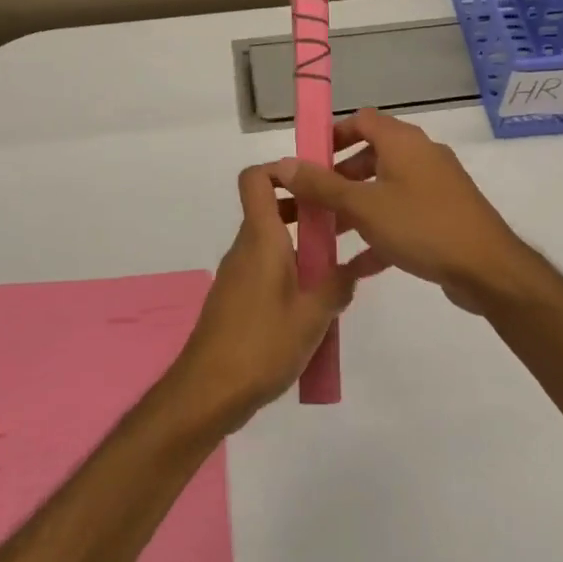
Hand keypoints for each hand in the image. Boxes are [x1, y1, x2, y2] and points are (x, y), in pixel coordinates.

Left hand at [169, 163, 366, 428]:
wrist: (208, 392)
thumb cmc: (261, 346)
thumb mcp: (313, 316)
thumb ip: (337, 286)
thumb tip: (354, 268)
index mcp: (261, 239)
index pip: (256, 179)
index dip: (281, 169)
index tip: (316, 181)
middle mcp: (245, 248)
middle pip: (270, 209)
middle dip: (306, 211)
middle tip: (342, 225)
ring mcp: (237, 274)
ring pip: (271, 242)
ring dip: (301, 246)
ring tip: (337, 267)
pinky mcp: (235, 299)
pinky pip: (265, 269)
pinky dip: (289, 272)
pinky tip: (313, 303)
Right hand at [274, 109, 529, 311]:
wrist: (488, 269)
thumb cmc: (422, 226)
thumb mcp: (364, 206)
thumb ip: (322, 185)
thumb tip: (283, 164)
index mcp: (403, 142)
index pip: (362, 120)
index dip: (332, 135)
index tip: (307, 160)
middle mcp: (420, 156)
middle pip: (371, 156)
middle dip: (338, 178)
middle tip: (311, 201)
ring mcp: (435, 187)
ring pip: (385, 189)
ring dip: (355, 208)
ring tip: (325, 234)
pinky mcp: (443, 217)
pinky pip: (402, 217)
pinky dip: (379, 232)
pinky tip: (354, 265)